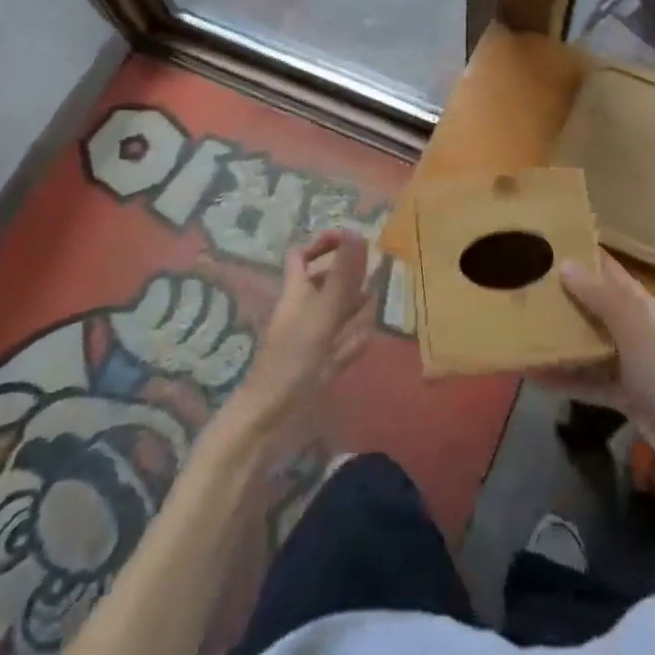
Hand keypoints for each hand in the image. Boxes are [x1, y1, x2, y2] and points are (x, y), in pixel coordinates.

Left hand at [225, 229, 373, 445]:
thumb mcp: (321, 314)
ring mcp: (313, 340)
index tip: (354, 240)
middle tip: (382, 270)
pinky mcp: (322, 366)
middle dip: (351, 275)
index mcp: (298, 292)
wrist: (270, 422)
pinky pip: (342, 344)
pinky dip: (355, 339)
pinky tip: (369, 337)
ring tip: (383, 297)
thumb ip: (342, 276)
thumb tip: (357, 231)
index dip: (324, 242)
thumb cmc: (292, 362)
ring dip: (357, 305)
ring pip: (338, 313)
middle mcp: (305, 311)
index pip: (303, 255)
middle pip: (327, 283)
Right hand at [538, 251, 654, 481]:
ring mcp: (626, 362)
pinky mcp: (621, 394)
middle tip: (519, 283)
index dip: (580, 254)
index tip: (543, 242)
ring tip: (519, 326)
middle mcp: (631, 327)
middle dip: (560, 295)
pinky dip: (562, 378)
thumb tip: (564, 262)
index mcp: (638, 304)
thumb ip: (600, 297)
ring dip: (558, 337)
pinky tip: (531, 375)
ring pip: (586, 343)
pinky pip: (585, 380)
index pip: (606, 269)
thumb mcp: (634, 327)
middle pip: (591, 304)